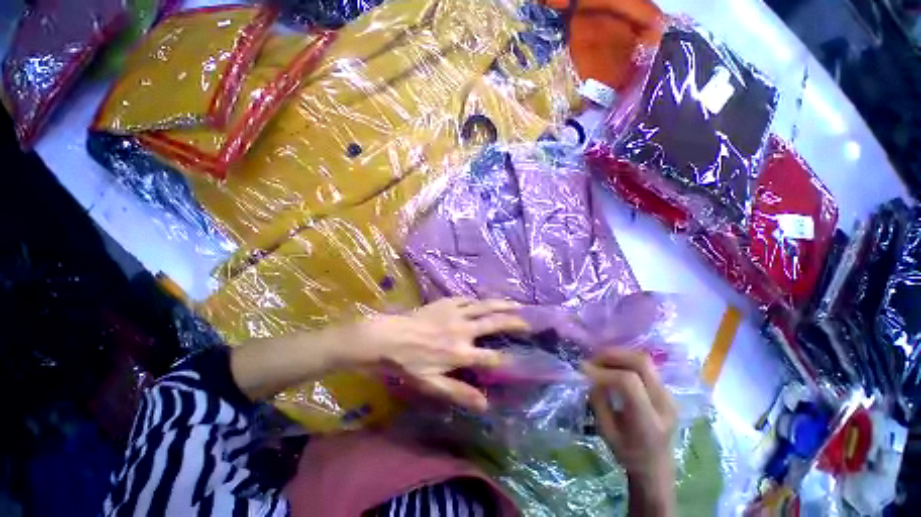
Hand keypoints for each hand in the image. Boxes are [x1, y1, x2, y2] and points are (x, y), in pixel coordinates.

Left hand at [350, 298, 529, 411]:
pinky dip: (479, 300)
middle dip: (514, 323)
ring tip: (516, 304)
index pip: (492, 356)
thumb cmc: (409, 363)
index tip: (517, 358)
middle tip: (528, 322)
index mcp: (461, 352)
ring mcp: (456, 313)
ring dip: (501, 305)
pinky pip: (467, 299)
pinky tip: (484, 300)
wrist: (389, 337)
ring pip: (484, 306)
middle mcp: (464, 330)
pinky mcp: (447, 302)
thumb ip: (459, 392)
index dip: (506, 359)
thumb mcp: (432, 385)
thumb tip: (485, 405)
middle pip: (494, 323)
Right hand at [582, 348, 676, 516]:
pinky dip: (624, 360)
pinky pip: (644, 365)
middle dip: (612, 355)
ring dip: (618, 355)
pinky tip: (611, 366)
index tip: (583, 370)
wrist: (656, 467)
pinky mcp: (666, 389)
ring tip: (600, 362)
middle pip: (641, 362)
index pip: (628, 382)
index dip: (603, 372)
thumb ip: (598, 401)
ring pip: (643, 359)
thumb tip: (590, 376)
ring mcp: (669, 395)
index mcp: (650, 421)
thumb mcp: (606, 432)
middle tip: (592, 360)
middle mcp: (664, 403)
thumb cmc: (628, 454)